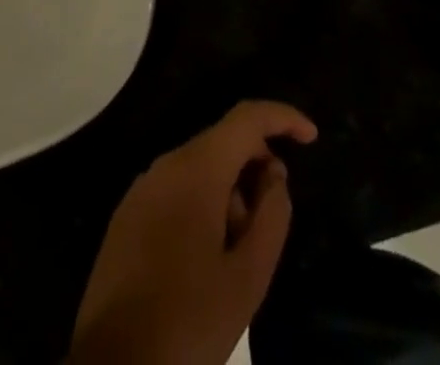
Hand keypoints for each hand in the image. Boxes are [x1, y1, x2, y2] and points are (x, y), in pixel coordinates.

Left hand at [70, 101, 318, 364]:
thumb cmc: (187, 321)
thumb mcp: (248, 278)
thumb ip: (272, 216)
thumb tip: (274, 175)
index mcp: (196, 168)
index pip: (246, 117)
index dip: (282, 117)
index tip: (311, 137)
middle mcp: (166, 163)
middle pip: (223, 144)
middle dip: (254, 172)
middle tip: (267, 228)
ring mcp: (142, 187)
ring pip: (200, 169)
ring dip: (229, 196)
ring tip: (234, 257)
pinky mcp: (128, 213)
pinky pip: (176, 190)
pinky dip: (202, 207)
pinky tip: (204, 261)